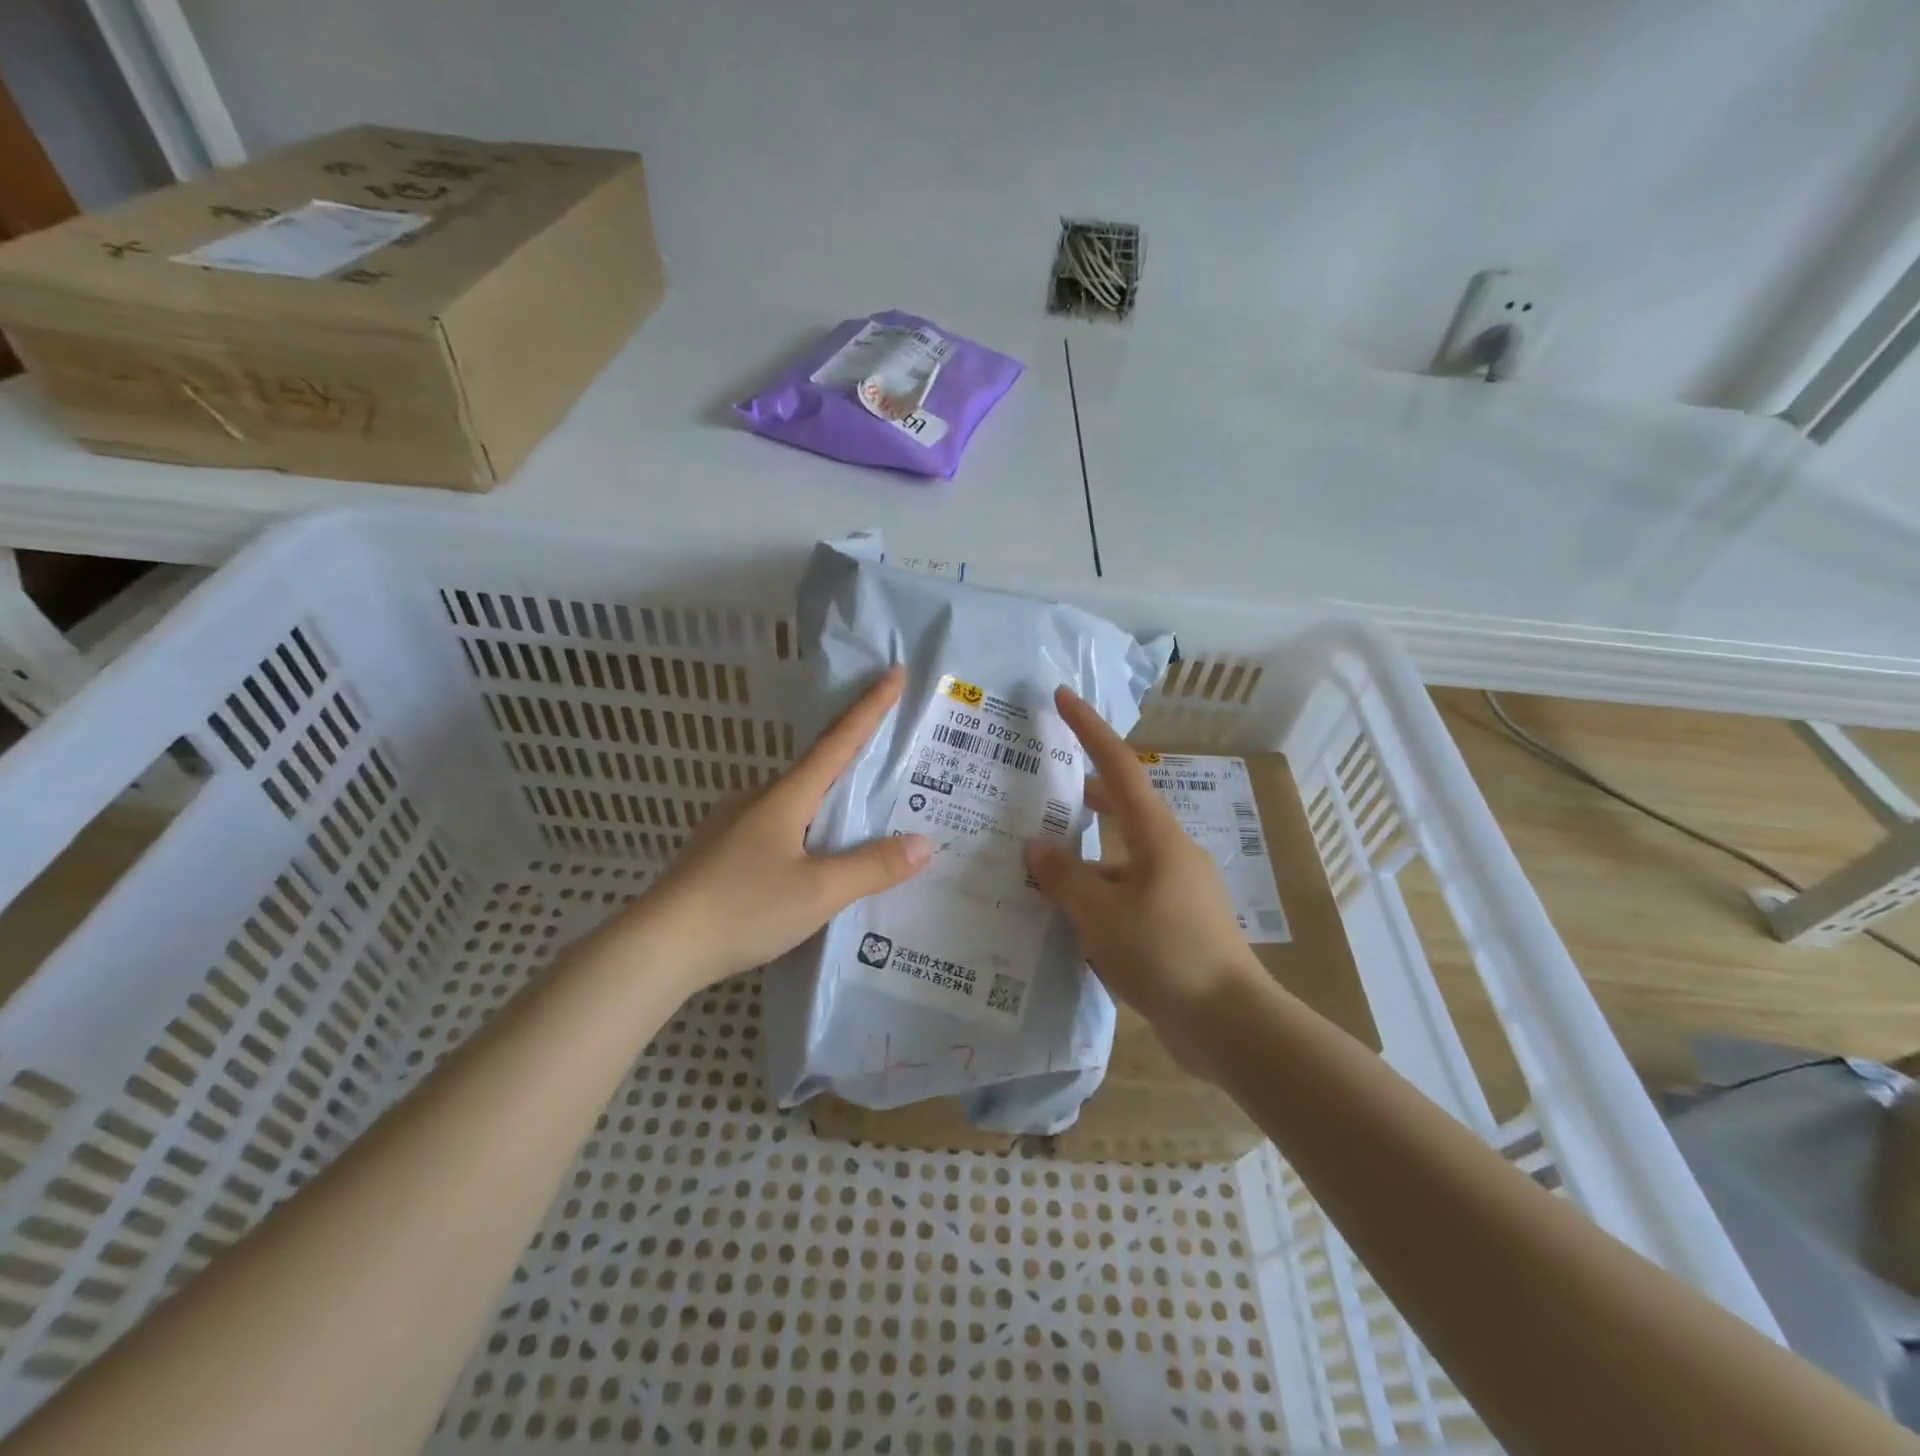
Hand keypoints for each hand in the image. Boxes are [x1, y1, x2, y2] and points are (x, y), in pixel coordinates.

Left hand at [637, 666, 931, 989]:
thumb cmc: (742, 908)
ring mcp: (733, 824)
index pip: (839, 740)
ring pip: (795, 803)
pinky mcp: (720, 853)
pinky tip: (811, 861)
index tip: (894, 671)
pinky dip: (805, 832)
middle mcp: (758, 799)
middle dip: (854, 760)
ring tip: (860, 823)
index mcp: (785, 796)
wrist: (656, 948)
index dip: (870, 707)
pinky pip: (777, 829)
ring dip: (828, 804)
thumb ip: (873, 867)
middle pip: (816, 769)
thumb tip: (925, 842)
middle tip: (892, 762)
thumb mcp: (818, 892)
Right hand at [1024, 687, 1262, 1037]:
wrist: (1231, 1025)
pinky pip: (1126, 897)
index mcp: (1156, 835)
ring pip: (1118, 861)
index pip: (1118, 766)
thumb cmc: (1166, 954)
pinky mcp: (1175, 925)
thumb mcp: (1101, 915)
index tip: (1062, 697)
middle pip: (1119, 810)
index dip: (1089, 728)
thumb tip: (1036, 848)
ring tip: (1036, 874)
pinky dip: (1096, 900)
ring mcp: (1175, 890)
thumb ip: (1064, 878)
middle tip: (1039, 792)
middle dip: (1080, 798)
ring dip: (1082, 863)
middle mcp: (1168, 853)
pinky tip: (1067, 925)